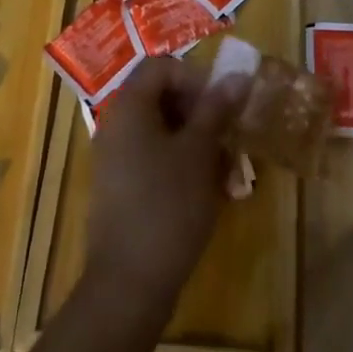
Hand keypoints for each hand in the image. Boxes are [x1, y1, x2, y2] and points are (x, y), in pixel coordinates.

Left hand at [84, 58, 249, 307]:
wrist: (128, 284)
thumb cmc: (168, 206)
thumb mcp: (200, 152)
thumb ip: (216, 109)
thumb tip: (237, 76)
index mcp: (129, 106)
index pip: (162, 67)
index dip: (195, 77)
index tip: (222, 104)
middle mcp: (116, 124)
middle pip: (160, 96)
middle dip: (200, 110)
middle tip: (228, 134)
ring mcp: (115, 158)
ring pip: (161, 130)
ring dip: (196, 139)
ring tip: (225, 167)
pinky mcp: (121, 188)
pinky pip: (153, 158)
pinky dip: (181, 163)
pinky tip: (208, 190)